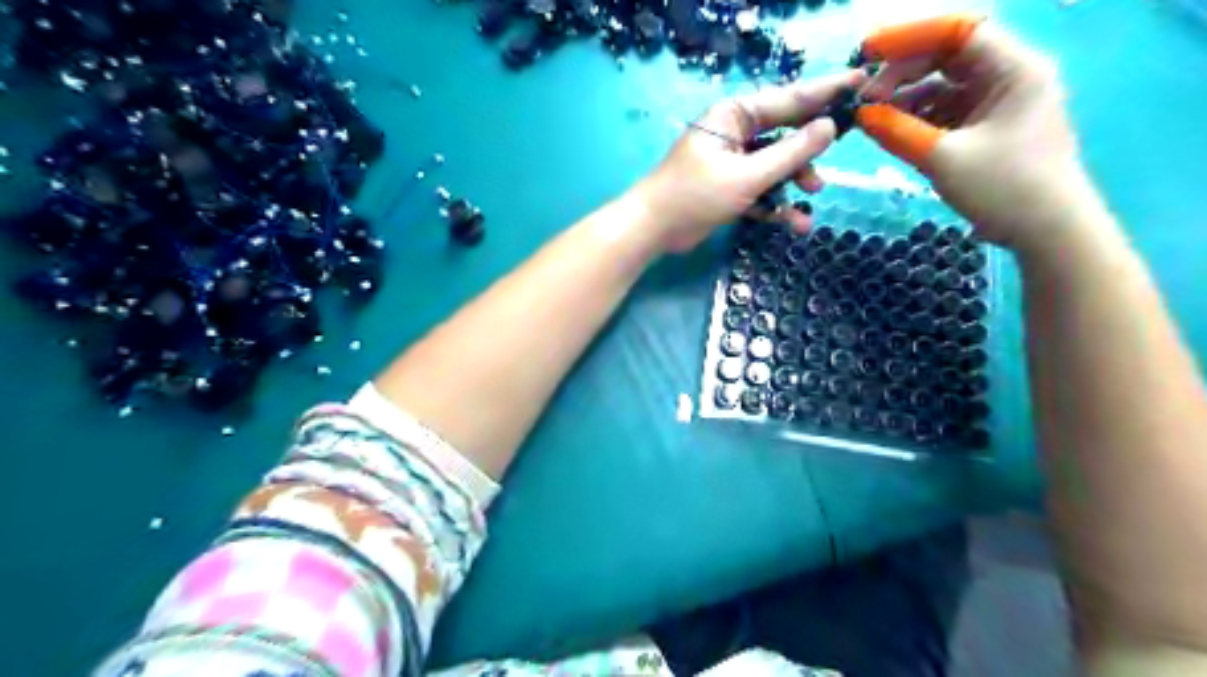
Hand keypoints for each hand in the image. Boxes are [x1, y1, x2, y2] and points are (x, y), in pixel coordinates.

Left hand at [641, 69, 867, 253]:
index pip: (789, 98)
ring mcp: (733, 162)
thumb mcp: (747, 176)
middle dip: (810, 150)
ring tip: (813, 195)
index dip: (827, 92)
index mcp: (736, 115)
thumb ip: (791, 154)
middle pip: (786, 133)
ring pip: (776, 166)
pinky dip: (776, 204)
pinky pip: (762, 190)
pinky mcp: (730, 188)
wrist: (653, 230)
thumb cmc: (695, 196)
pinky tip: (794, 222)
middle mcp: (736, 132)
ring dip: (795, 182)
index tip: (861, 83)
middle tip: (838, 156)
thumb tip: (829, 127)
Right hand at [848, 14, 1101, 253]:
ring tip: (870, 118)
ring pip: (943, 86)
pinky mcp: (987, 128)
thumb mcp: (943, 158)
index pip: (959, 30)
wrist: (1046, 232)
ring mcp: (998, 103)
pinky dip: (917, 118)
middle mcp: (1008, 76)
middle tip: (863, 97)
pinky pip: (946, 111)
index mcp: (1014, 69)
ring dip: (906, 98)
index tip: (868, 52)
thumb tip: (860, 114)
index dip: (911, 36)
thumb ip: (897, 131)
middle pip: (948, 56)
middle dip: (902, 72)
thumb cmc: (1003, 188)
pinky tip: (891, 131)